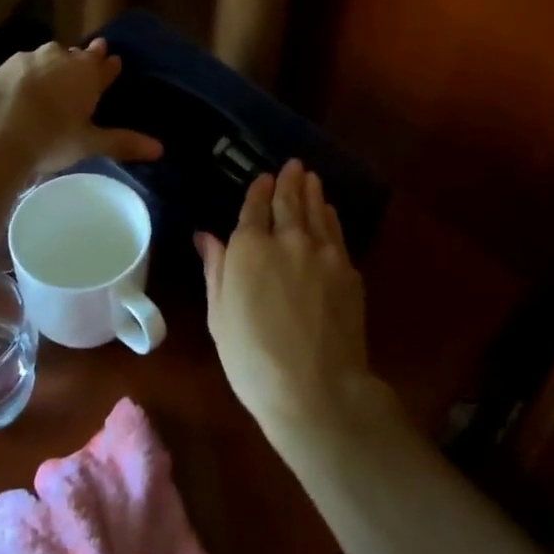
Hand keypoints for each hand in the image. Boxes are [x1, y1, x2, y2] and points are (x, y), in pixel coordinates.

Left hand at [0, 38, 162, 177]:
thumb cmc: (51, 136)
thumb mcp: (89, 143)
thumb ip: (122, 143)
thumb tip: (160, 150)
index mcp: (87, 73)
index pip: (105, 65)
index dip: (110, 67)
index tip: (114, 62)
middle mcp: (60, 58)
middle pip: (76, 56)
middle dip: (82, 60)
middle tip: (85, 63)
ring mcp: (27, 60)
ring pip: (46, 58)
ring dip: (52, 65)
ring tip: (52, 77)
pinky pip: (19, 69)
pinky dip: (23, 77)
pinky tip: (19, 90)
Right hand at [197, 159, 377, 444]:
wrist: (316, 389)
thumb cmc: (253, 360)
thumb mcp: (219, 316)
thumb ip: (215, 269)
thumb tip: (206, 236)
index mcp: (249, 249)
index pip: (254, 209)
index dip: (259, 190)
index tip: (264, 177)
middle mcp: (287, 240)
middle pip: (289, 202)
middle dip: (289, 181)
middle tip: (293, 165)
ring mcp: (323, 252)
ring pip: (316, 211)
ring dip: (312, 191)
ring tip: (311, 177)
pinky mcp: (348, 270)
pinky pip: (336, 232)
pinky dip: (330, 216)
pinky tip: (329, 211)